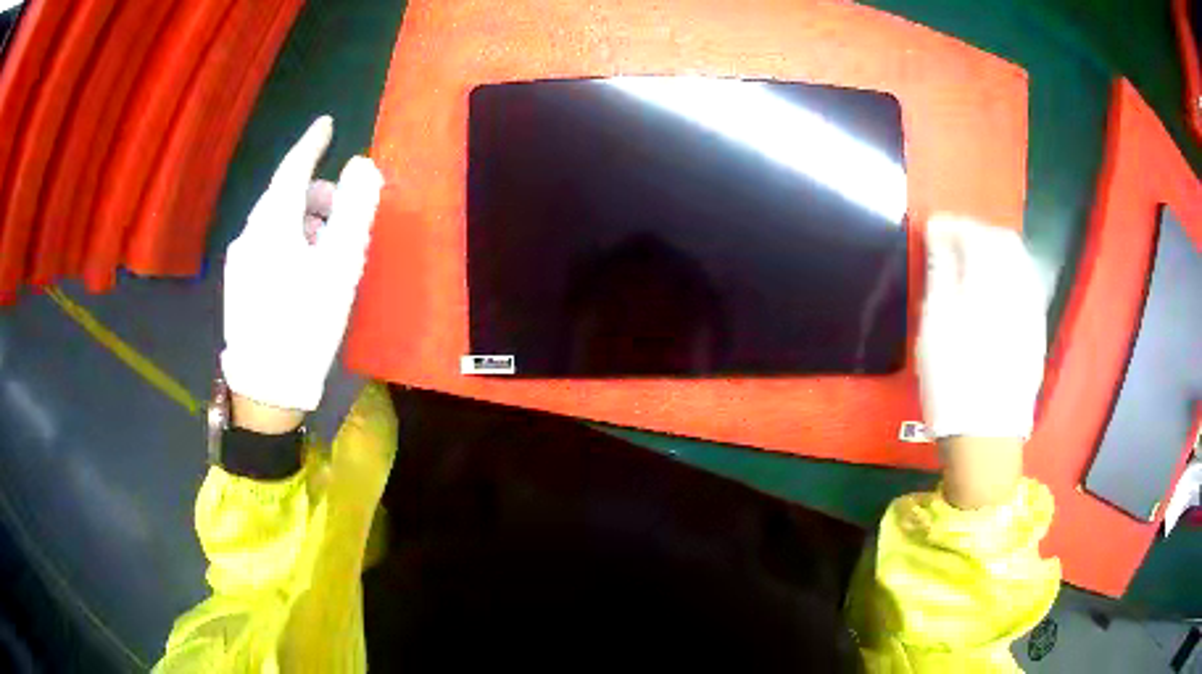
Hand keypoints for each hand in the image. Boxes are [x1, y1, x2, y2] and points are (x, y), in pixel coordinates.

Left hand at [221, 116, 383, 414]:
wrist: (267, 385)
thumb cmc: (307, 323)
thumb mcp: (341, 265)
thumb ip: (354, 209)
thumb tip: (361, 164)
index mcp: (274, 225)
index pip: (293, 168)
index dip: (311, 143)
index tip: (326, 123)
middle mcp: (250, 233)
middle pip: (285, 196)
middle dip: (316, 193)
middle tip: (344, 215)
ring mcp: (239, 259)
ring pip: (275, 221)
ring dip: (303, 220)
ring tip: (327, 251)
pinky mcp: (237, 282)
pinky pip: (265, 243)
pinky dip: (288, 240)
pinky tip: (302, 270)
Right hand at [917, 215, 1046, 440]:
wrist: (986, 436)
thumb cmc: (952, 381)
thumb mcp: (935, 325)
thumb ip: (941, 272)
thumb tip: (940, 234)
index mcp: (989, 282)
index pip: (974, 233)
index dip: (952, 225)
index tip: (933, 228)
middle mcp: (1018, 287)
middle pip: (1003, 240)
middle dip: (978, 233)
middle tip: (954, 243)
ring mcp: (1032, 309)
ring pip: (1019, 260)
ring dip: (996, 251)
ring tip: (973, 264)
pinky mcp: (1037, 330)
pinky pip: (1027, 283)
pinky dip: (1009, 274)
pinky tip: (994, 290)